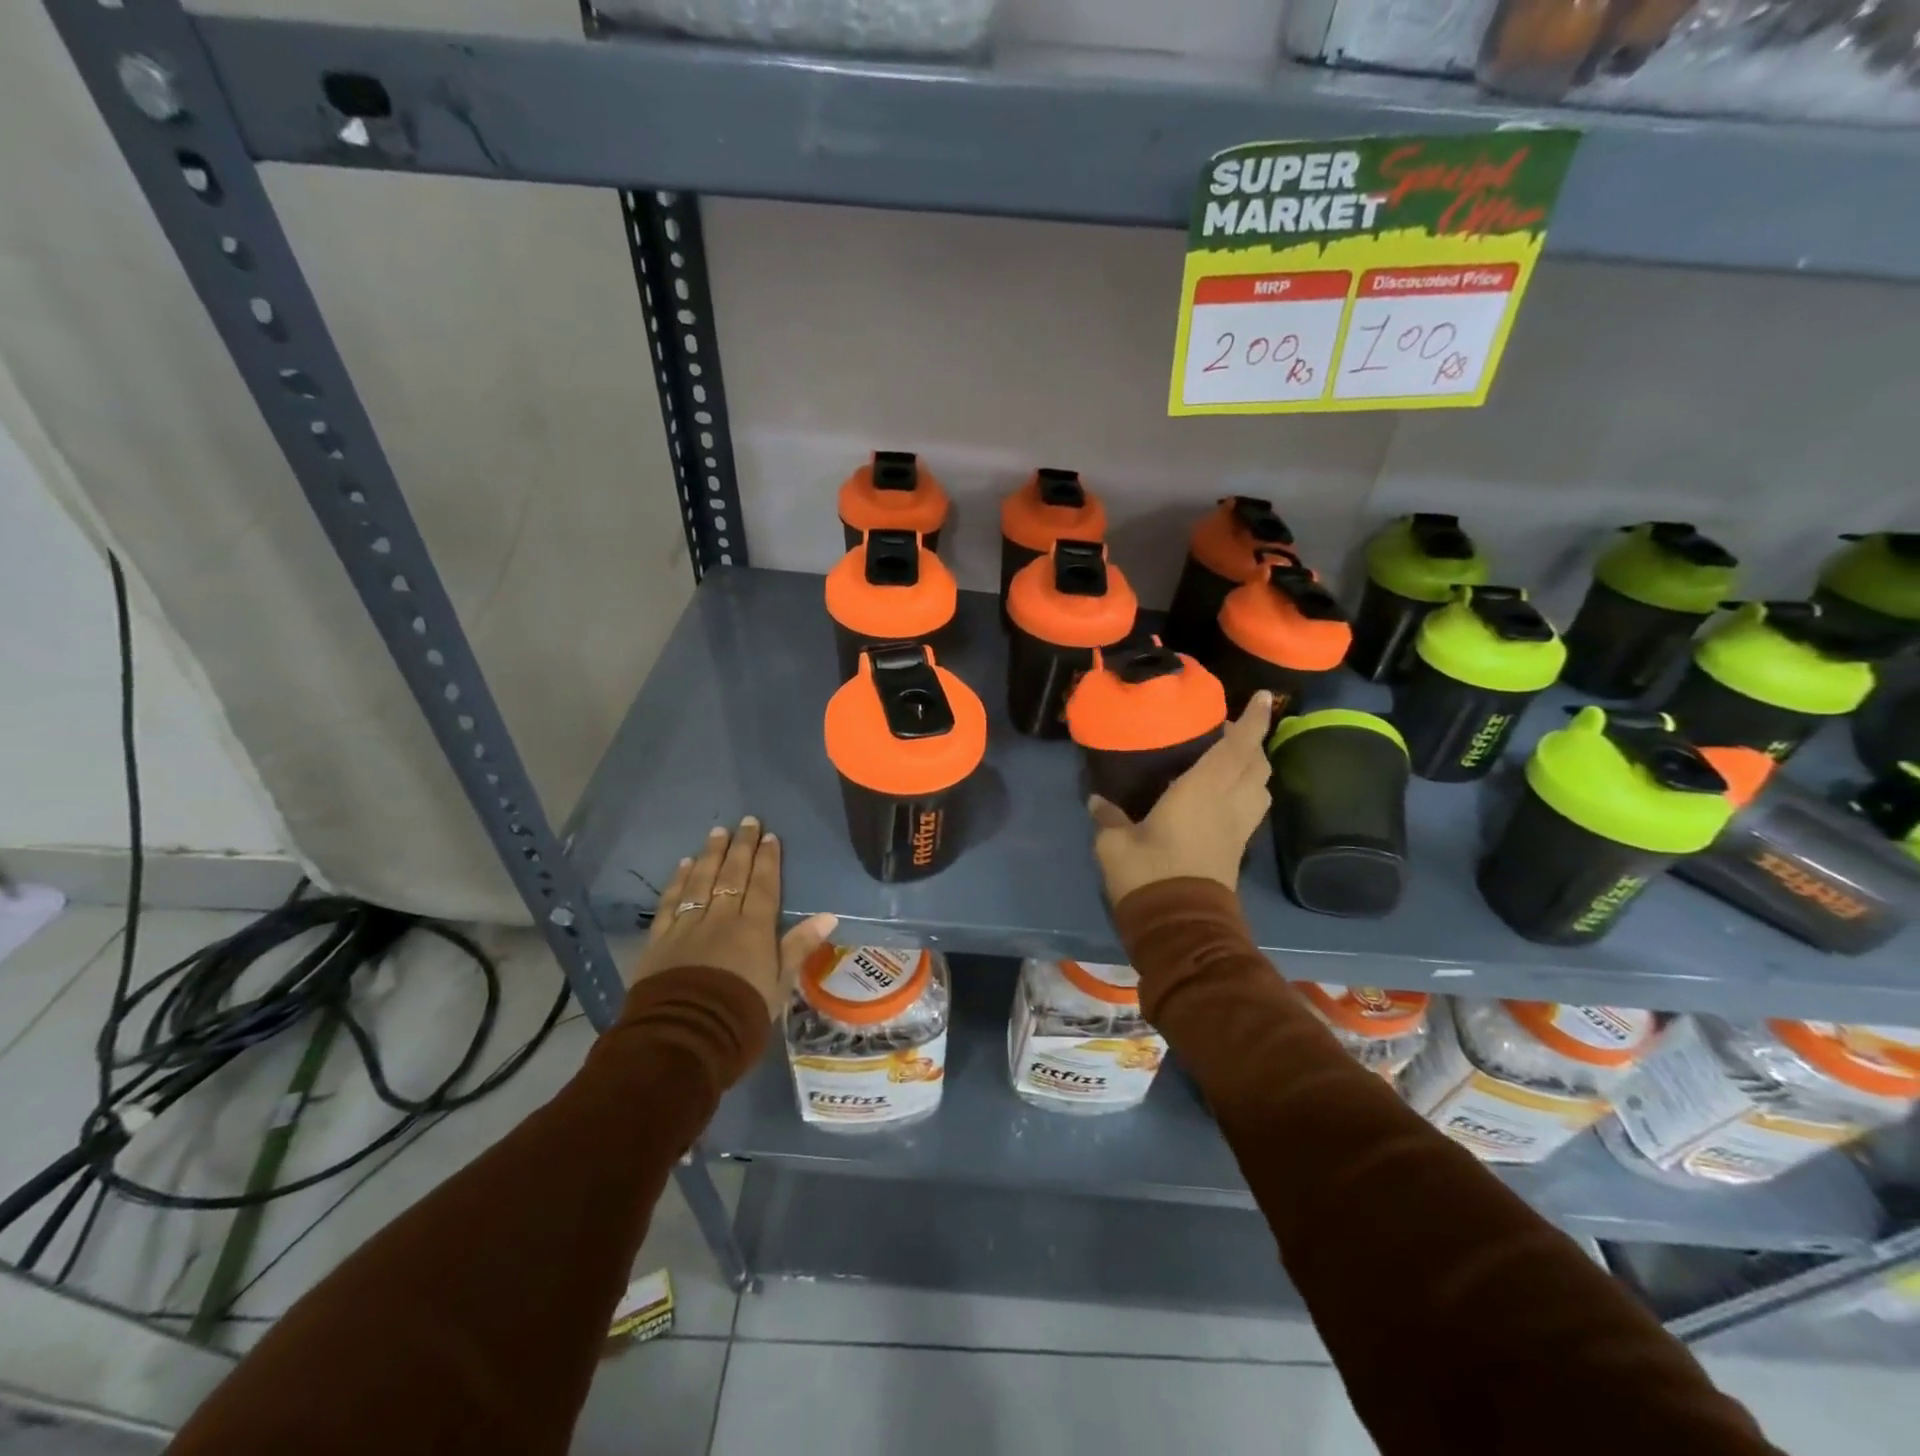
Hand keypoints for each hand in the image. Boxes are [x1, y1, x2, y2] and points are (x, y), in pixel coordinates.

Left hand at [628, 817, 837, 1017]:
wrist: (684, 1039)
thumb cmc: (741, 1016)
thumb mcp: (779, 986)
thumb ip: (798, 947)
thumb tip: (829, 916)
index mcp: (754, 929)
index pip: (763, 885)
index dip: (767, 859)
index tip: (770, 836)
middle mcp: (721, 918)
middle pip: (732, 875)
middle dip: (741, 846)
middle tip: (746, 821)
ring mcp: (688, 926)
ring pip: (701, 881)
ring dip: (710, 855)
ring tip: (717, 832)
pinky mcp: (660, 939)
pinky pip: (671, 902)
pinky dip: (678, 881)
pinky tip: (683, 865)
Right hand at [1087, 692, 1273, 905]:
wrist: (1180, 927)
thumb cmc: (1149, 874)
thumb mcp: (1115, 843)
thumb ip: (1108, 817)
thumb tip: (1098, 800)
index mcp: (1203, 790)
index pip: (1237, 746)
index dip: (1253, 719)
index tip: (1264, 696)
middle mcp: (1230, 803)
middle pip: (1257, 763)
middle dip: (1252, 741)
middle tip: (1227, 730)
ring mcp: (1238, 828)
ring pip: (1260, 786)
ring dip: (1253, 766)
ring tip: (1229, 759)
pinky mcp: (1237, 848)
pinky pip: (1252, 807)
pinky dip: (1247, 790)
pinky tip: (1222, 794)